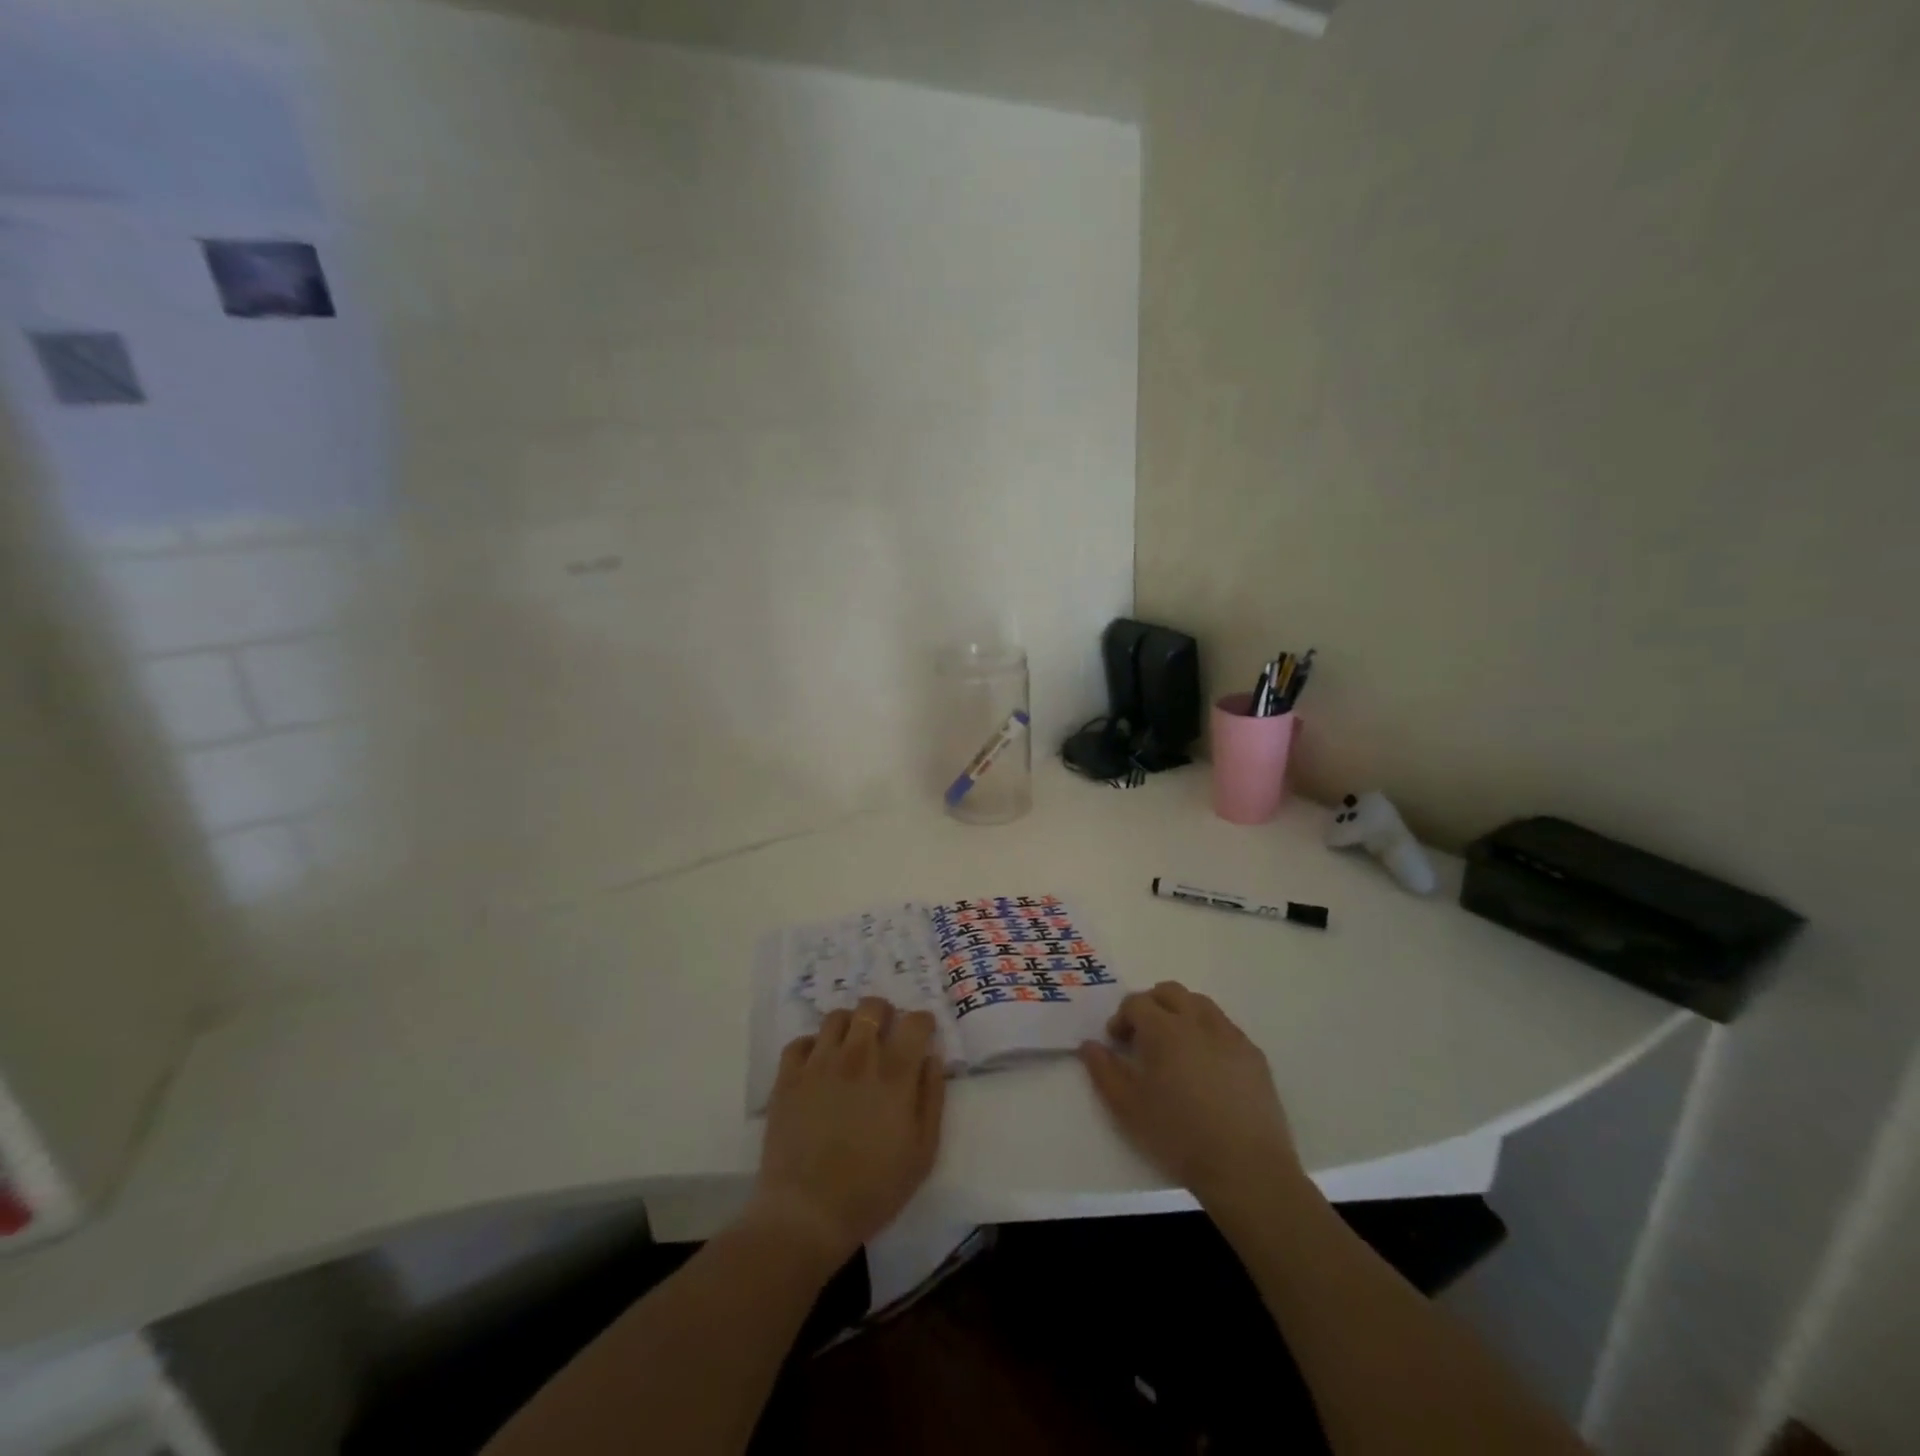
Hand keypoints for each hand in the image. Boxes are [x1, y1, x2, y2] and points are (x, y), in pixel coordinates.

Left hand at [751, 996, 945, 1266]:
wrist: (808, 1213)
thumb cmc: (874, 1188)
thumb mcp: (923, 1152)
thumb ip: (932, 1098)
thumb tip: (931, 1059)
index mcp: (894, 1073)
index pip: (915, 1022)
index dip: (922, 1022)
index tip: (922, 1034)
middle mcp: (858, 1056)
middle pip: (872, 1007)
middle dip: (884, 1013)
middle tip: (885, 1033)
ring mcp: (819, 1063)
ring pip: (836, 1017)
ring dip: (849, 1025)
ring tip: (850, 1046)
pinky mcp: (788, 1077)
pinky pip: (800, 1041)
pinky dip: (812, 1046)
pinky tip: (817, 1065)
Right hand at [1079, 981, 1302, 1207]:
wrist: (1246, 1169)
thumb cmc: (1178, 1135)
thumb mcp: (1128, 1108)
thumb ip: (1104, 1071)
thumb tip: (1090, 1045)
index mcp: (1164, 1029)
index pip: (1136, 1002)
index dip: (1121, 1017)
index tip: (1117, 1042)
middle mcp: (1198, 1021)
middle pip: (1170, 992)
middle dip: (1151, 1005)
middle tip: (1143, 1036)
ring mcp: (1230, 1035)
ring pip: (1200, 1004)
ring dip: (1181, 1013)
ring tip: (1175, 1046)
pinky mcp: (1254, 1054)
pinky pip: (1225, 1027)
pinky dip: (1208, 1032)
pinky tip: (1206, 1066)